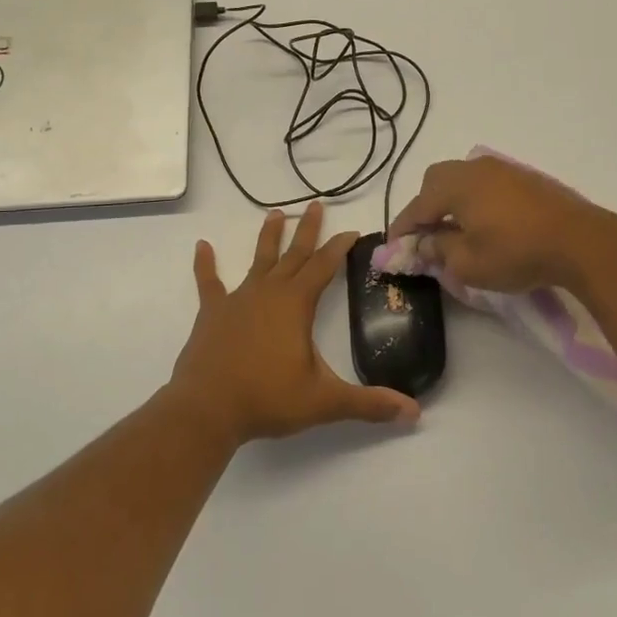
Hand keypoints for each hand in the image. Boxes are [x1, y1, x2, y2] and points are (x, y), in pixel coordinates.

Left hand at [169, 203, 420, 444]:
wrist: (207, 409)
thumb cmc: (267, 399)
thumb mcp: (324, 402)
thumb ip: (368, 404)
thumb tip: (414, 412)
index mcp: (296, 304)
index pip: (324, 266)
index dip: (339, 247)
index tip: (351, 231)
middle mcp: (268, 292)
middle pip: (293, 254)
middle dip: (308, 230)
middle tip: (316, 205)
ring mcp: (237, 300)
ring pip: (258, 261)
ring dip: (268, 237)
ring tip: (276, 213)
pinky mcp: (212, 313)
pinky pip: (209, 283)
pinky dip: (205, 264)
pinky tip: (202, 246)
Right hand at [386, 155, 616, 293]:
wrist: (581, 241)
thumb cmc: (516, 253)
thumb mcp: (469, 263)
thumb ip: (439, 250)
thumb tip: (425, 242)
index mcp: (455, 185)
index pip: (417, 206)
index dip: (403, 228)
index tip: (394, 247)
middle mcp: (475, 168)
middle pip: (436, 182)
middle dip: (426, 207)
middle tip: (427, 236)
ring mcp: (503, 170)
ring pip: (463, 180)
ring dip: (451, 202)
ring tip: (456, 231)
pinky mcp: (525, 178)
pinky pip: (486, 184)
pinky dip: (475, 200)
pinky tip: (485, 223)